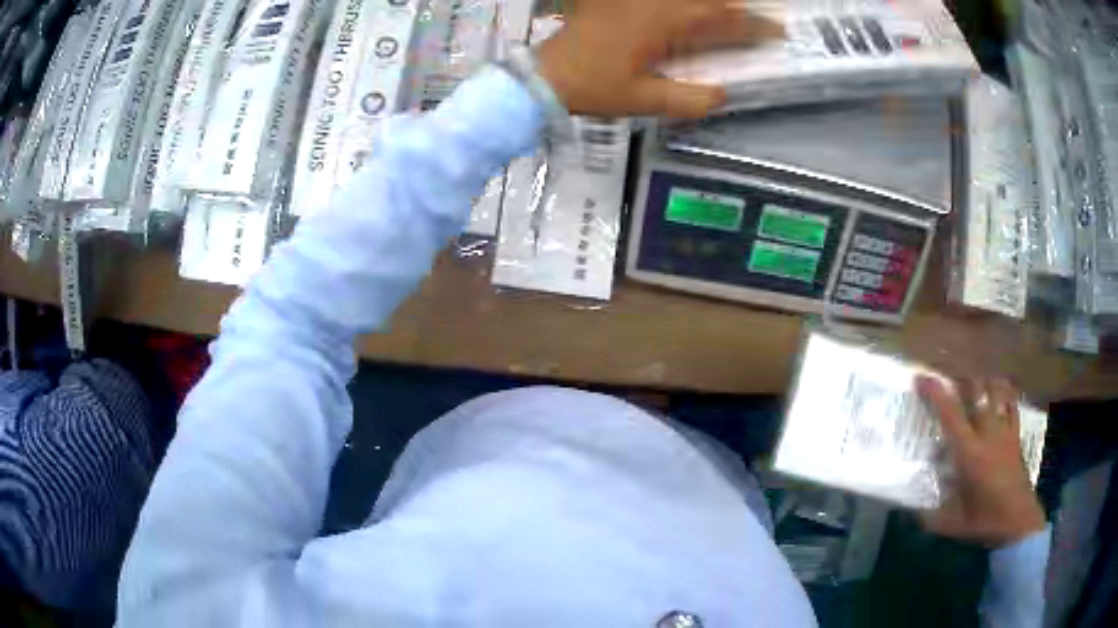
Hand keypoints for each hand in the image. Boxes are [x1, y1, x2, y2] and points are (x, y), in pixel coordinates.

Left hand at [535, 0, 782, 118]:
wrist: (547, 75)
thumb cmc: (595, 88)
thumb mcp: (646, 101)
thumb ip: (690, 100)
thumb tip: (722, 95)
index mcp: (664, 24)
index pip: (721, 19)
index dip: (753, 25)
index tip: (778, 31)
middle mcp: (653, 2)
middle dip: (738, 7)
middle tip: (761, 16)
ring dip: (713, 2)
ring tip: (733, 11)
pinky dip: (685, 3)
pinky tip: (691, 10)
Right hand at [916, 376, 1046, 547]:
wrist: (1017, 521)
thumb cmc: (983, 522)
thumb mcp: (950, 525)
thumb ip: (927, 516)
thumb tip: (906, 510)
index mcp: (968, 452)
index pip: (950, 413)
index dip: (935, 392)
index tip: (920, 378)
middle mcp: (987, 432)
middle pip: (976, 390)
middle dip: (960, 378)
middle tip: (946, 380)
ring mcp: (1004, 430)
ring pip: (995, 389)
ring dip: (982, 381)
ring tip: (972, 383)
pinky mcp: (1015, 434)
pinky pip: (1011, 403)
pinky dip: (1003, 392)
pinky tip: (997, 393)